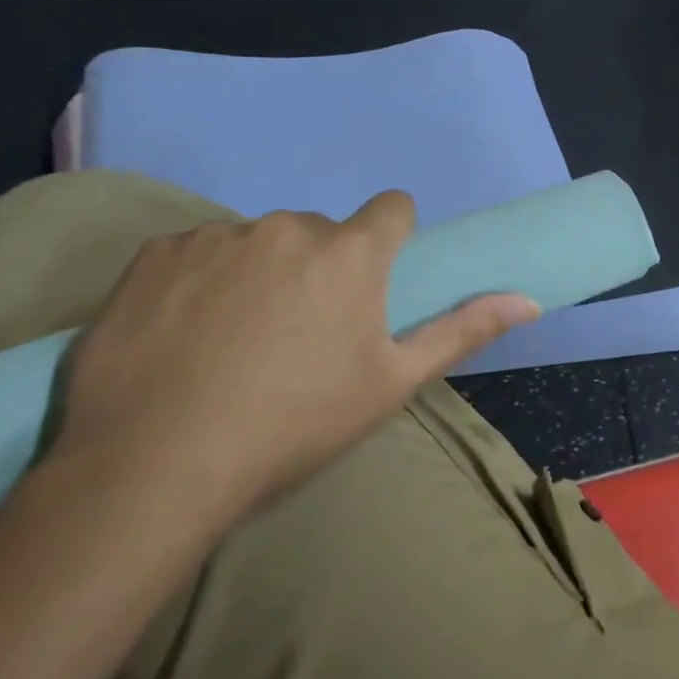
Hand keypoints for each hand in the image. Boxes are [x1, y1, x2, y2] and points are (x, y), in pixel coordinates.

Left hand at [51, 192, 538, 528]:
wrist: (150, 470)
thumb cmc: (294, 424)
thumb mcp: (392, 383)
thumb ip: (464, 330)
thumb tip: (528, 300)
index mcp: (352, 252)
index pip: (392, 209)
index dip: (390, 240)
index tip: (372, 285)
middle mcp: (289, 227)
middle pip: (322, 231)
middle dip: (321, 266)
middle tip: (298, 334)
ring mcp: (217, 236)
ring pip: (259, 241)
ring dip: (261, 272)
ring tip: (233, 340)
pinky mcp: (154, 254)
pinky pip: (198, 251)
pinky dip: (201, 280)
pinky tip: (182, 335)